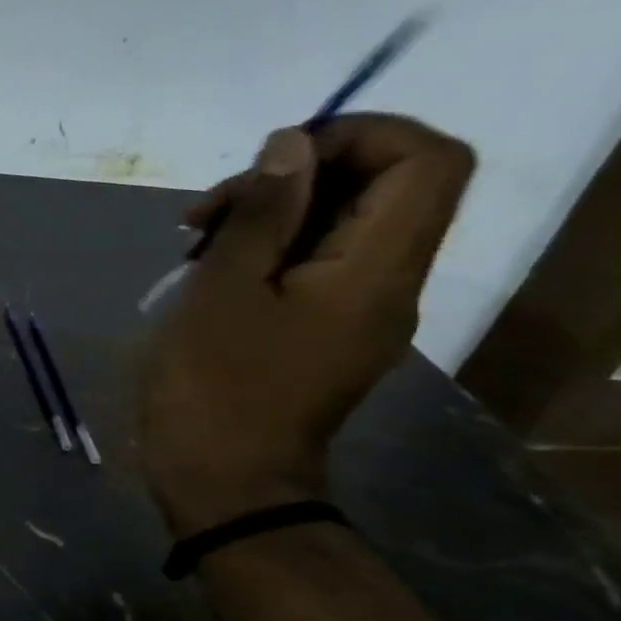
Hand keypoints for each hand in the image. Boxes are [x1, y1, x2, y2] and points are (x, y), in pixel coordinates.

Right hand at [141, 113, 474, 533]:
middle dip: (293, 177)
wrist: (225, 486)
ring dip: (271, 214)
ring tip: (195, 240)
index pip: (425, 160)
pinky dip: (268, 249)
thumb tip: (291, 144)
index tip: (274, 160)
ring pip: (341, 225)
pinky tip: (210, 268)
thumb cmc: (214, 389)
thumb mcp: (221, 292)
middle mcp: (389, 284)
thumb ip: (260, 213)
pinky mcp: (327, 332)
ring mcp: (359, 312)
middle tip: (209, 209)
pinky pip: (317, 265)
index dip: (359, 135)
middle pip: (381, 187)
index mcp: (375, 271)